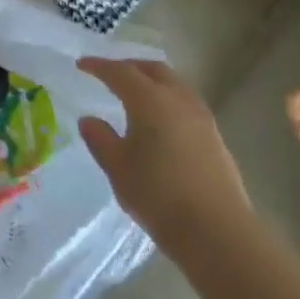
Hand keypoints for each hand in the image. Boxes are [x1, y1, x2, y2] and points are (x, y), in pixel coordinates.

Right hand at [76, 58, 251, 253]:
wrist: (218, 233)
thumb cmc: (159, 195)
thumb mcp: (117, 167)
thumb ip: (100, 138)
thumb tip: (90, 120)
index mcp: (150, 100)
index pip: (120, 72)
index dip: (99, 66)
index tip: (81, 65)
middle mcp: (179, 100)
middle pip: (153, 70)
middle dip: (130, 67)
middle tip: (110, 74)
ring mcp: (202, 119)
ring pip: (174, 85)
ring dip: (152, 82)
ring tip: (134, 95)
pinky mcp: (215, 139)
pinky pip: (186, 104)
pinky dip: (167, 100)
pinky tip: (159, 121)